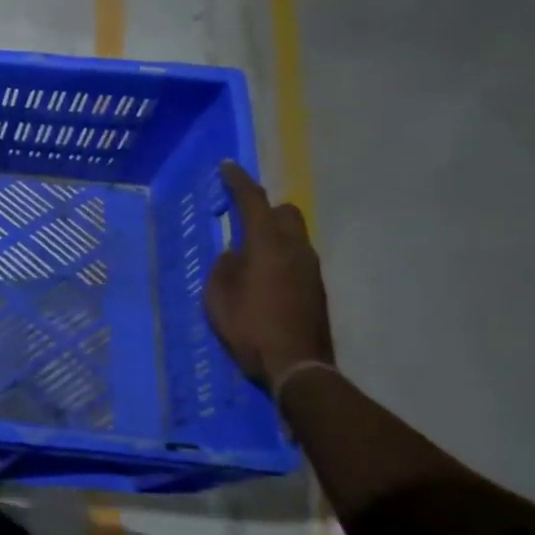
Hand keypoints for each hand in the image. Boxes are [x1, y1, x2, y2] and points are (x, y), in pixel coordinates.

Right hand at [204, 160, 334, 388]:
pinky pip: (296, 257)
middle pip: (284, 212)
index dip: (239, 182)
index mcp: (268, 245)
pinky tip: (263, 279)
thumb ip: (224, 267)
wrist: (297, 367)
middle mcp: (295, 249)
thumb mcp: (218, 297)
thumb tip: (236, 255)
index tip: (228, 167)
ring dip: (272, 235)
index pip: (253, 201)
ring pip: (293, 235)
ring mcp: (311, 269)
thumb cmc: (250, 328)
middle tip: (241, 221)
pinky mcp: (316, 288)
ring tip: (248, 257)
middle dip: (264, 209)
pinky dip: (280, 257)